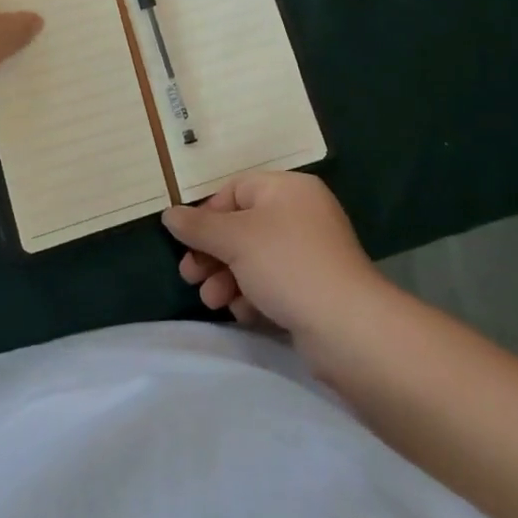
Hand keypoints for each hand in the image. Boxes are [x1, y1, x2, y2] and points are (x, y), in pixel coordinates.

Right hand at [163, 172, 386, 343]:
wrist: (348, 327)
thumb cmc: (287, 265)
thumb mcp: (234, 239)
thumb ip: (198, 226)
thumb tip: (169, 214)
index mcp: (288, 189)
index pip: (236, 189)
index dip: (208, 214)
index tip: (188, 241)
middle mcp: (301, 214)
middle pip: (242, 226)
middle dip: (212, 253)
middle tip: (190, 277)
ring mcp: (310, 253)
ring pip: (254, 258)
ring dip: (226, 278)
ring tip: (213, 302)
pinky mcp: (314, 289)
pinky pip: (273, 283)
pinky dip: (252, 295)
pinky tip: (242, 314)